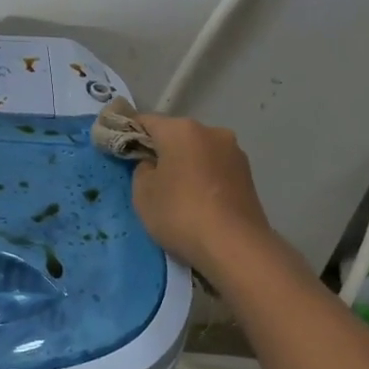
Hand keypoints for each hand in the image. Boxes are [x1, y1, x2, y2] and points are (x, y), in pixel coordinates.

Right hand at [130, 113, 284, 274]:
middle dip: (161, 150)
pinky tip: (198, 202)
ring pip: (198, 151)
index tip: (119, 151)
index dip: (128, 134)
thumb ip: (142, 169)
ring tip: (176, 194)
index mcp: (181, 129)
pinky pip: (215, 168)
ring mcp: (234, 152)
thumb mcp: (143, 193)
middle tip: (148, 177)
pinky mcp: (248, 175)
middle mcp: (211, 132)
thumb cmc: (180, 214)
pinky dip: (203, 178)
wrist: (236, 248)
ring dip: (185, 164)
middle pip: (175, 135)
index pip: (145, 121)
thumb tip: (154, 164)